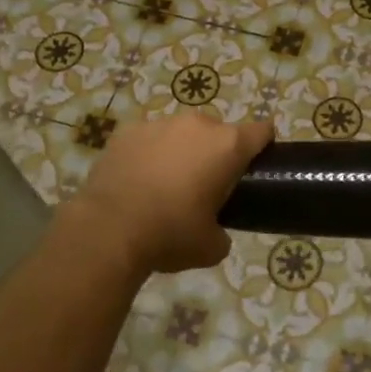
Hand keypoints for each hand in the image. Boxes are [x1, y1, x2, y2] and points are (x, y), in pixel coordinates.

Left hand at [70, 113, 272, 274]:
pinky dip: (148, 154)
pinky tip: (137, 181)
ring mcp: (160, 124)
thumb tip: (216, 232)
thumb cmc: (170, 234)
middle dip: (216, 152)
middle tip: (204, 185)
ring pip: (181, 133)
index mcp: (228, 146)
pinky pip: (148, 139)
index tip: (255, 166)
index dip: (263, 146)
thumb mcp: (211, 247)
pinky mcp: (127, 131)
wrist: (107, 231)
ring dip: (181, 151)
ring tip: (165, 184)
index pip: (262, 131)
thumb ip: (223, 232)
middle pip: (219, 131)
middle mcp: (198, 125)